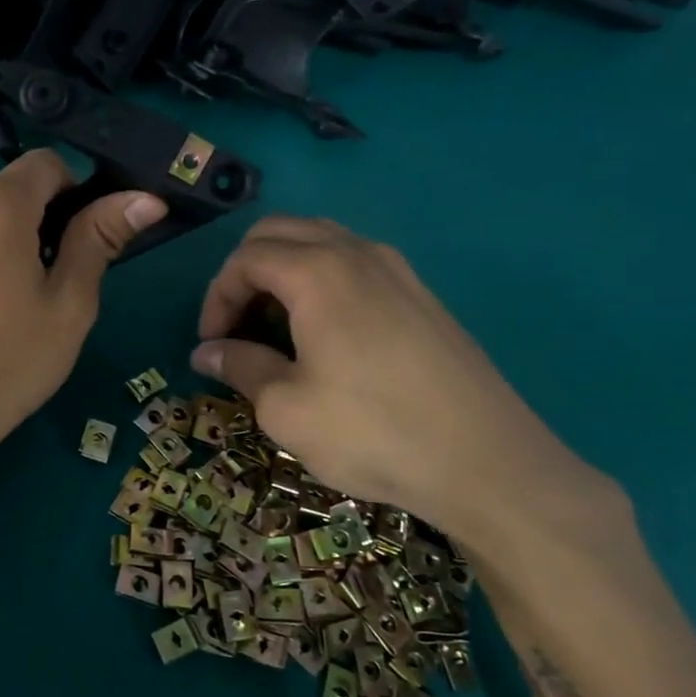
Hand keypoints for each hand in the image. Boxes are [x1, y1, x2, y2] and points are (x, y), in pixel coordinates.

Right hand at [190, 216, 631, 561]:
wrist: (489, 465)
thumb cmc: (372, 433)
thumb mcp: (286, 409)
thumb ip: (240, 367)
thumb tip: (206, 353)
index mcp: (318, 273)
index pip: (245, 258)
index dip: (217, 296)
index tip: (211, 342)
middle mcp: (357, 254)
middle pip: (280, 232)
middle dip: (244, 272)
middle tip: (236, 324)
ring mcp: (397, 270)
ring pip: (320, 240)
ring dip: (283, 270)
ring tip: (274, 324)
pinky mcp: (421, 294)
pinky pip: (354, 262)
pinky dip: (320, 279)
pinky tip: (323, 330)